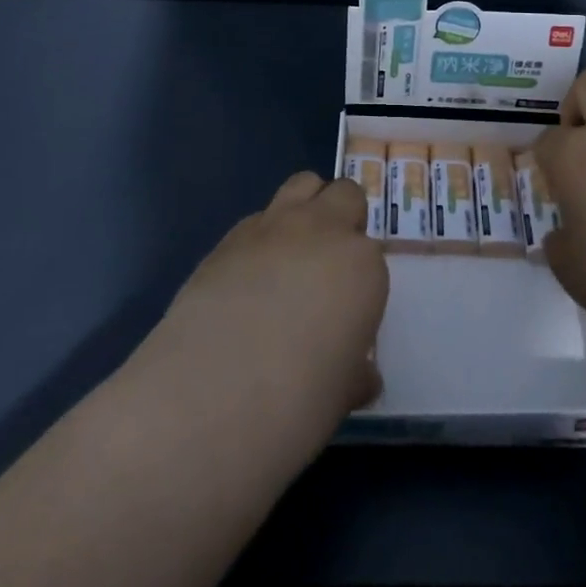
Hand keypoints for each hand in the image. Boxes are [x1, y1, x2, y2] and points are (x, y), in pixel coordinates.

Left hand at [136, 171, 388, 445]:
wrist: (213, 393)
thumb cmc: (297, 402)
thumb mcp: (342, 393)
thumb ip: (354, 370)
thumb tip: (358, 373)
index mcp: (362, 265)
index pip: (373, 256)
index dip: (360, 281)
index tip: (349, 311)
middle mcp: (323, 230)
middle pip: (345, 196)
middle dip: (343, 219)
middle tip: (329, 267)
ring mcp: (275, 225)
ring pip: (303, 184)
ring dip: (307, 208)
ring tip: (293, 255)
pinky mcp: (230, 235)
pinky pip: (259, 217)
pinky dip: (264, 236)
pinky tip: (249, 278)